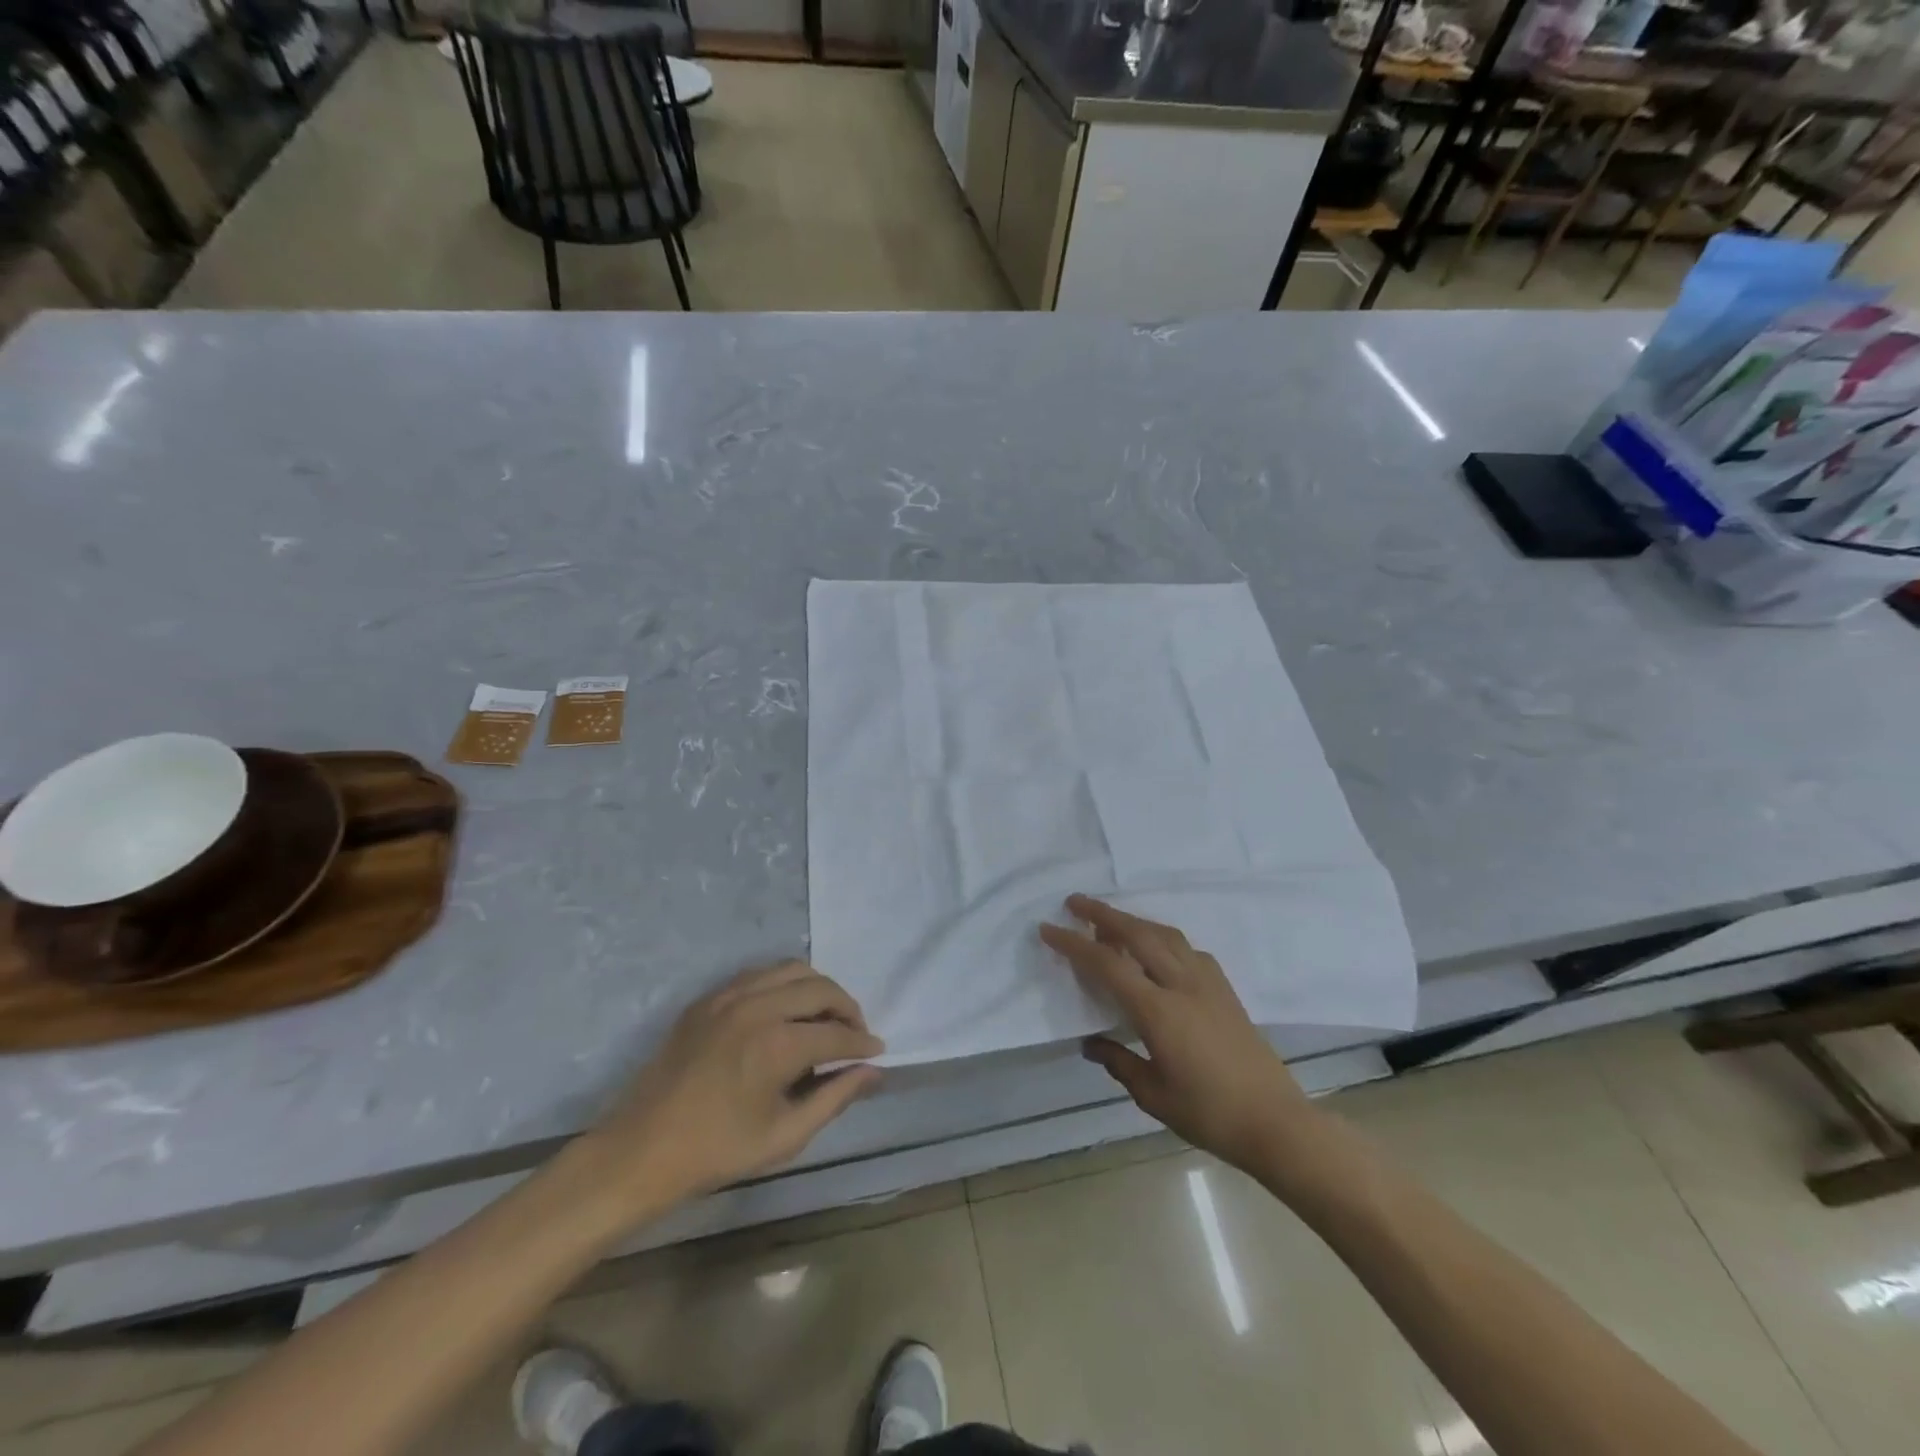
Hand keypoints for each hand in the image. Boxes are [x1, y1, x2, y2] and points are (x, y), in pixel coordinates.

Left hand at [576, 961, 883, 1219]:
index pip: (836, 1033)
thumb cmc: (716, 1151)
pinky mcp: (708, 997)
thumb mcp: (785, 1136)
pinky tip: (786, 1010)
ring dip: (818, 988)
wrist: (641, 1149)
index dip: (862, 1043)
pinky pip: (759, 974)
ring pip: (791, 969)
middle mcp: (756, 1007)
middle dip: (847, 1008)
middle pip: (820, 988)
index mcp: (776, 1045)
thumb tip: (873, 1072)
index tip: (876, 1052)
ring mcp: (728, 996)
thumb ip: (835, 1097)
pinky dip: (784, 984)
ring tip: (824, 1017)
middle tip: (855, 1034)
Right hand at [1040, 895, 1324, 1177]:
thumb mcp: (1153, 1095)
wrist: (1276, 1122)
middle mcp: (1182, 984)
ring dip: (1134, 921)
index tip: (1049, 929)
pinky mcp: (1225, 989)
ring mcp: (1208, 983)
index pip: (1108, 964)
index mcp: (1159, 1011)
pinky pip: (1188, 949)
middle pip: (1138, 934)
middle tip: (1075, 902)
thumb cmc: (1209, 1114)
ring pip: (1165, 935)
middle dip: (1103, 913)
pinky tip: (1158, 951)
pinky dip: (1164, 939)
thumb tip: (1092, 1042)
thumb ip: (1119, 1062)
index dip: (1074, 944)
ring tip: (1111, 921)